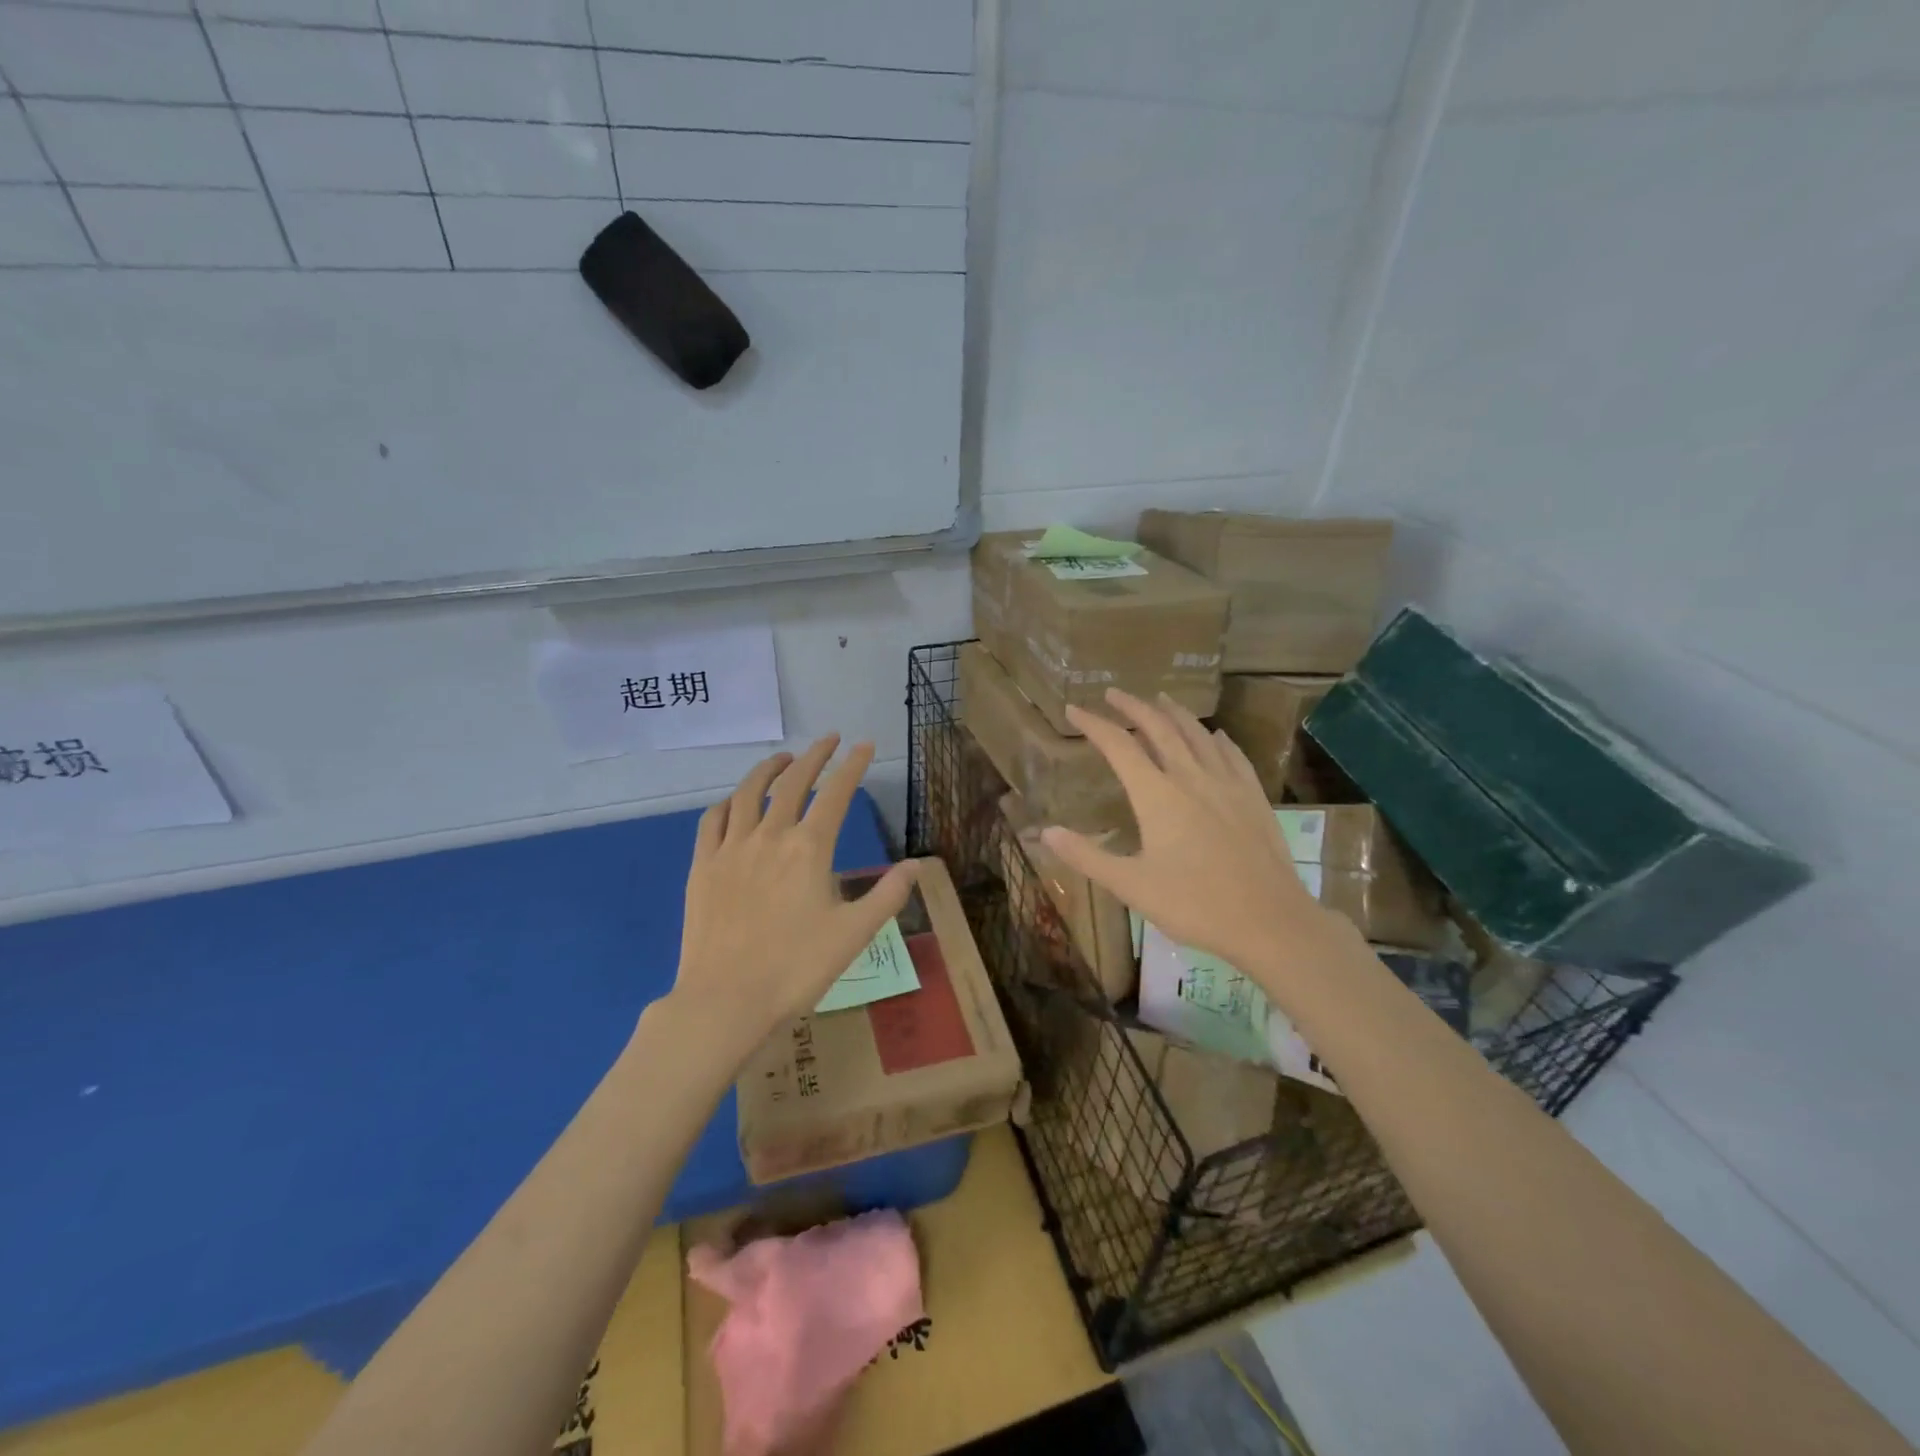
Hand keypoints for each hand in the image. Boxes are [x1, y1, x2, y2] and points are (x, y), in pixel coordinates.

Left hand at [671, 735, 917, 1058]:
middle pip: (794, 781)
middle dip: (815, 754)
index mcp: (810, 848)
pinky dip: (728, 801)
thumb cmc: (796, 968)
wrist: (725, 1000)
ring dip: (770, 768)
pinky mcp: (703, 865)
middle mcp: (770, 836)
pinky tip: (735, 801)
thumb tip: (918, 864)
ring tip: (783, 758)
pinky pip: (713, 820)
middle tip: (829, 739)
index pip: (836, 793)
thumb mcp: (854, 934)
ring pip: (750, 792)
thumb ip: (888, 895)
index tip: (864, 745)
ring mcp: (732, 848)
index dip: (853, 766)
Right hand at [1040, 690, 1357, 998]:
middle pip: (1159, 728)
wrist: (1270, 921)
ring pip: (1198, 734)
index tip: (1074, 709)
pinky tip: (1216, 735)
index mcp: (1157, 795)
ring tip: (1160, 699)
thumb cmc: (1194, 905)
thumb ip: (1087, 856)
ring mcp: (1227, 784)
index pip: (1119, 746)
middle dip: (1134, 707)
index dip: (1094, 724)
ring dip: (1175, 713)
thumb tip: (1046, 832)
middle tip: (1114, 693)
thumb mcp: (1131, 886)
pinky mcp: (1254, 797)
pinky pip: (1232, 755)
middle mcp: (1191, 777)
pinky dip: (1217, 738)